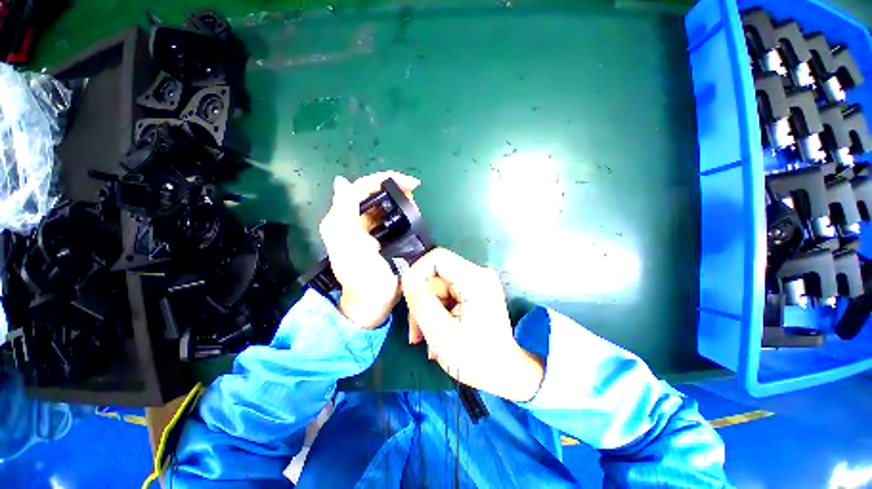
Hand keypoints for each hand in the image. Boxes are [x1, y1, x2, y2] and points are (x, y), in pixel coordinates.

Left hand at [319, 171, 420, 328]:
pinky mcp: (385, 237)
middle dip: (395, 188)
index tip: (409, 183)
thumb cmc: (360, 276)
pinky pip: (395, 218)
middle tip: (414, 192)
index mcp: (344, 219)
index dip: (383, 180)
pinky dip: (405, 213)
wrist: (374, 301)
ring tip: (416, 204)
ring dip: (402, 200)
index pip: (362, 188)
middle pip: (376, 194)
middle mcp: (357, 219)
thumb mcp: (347, 245)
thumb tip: (341, 181)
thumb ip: (343, 213)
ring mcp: (372, 228)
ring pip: (387, 204)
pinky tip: (414, 215)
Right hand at [401, 248, 543, 401]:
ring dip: (429, 311)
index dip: (417, 273)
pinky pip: (449, 294)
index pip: (437, 258)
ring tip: (427, 339)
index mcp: (475, 280)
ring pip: (440, 287)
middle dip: (422, 302)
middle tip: (416, 332)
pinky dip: (440, 312)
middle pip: (437, 276)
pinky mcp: (476, 292)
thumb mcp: (440, 332)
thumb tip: (407, 277)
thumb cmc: (476, 358)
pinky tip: (439, 333)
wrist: (506, 374)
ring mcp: (479, 283)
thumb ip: (420, 301)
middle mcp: (479, 275)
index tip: (409, 298)